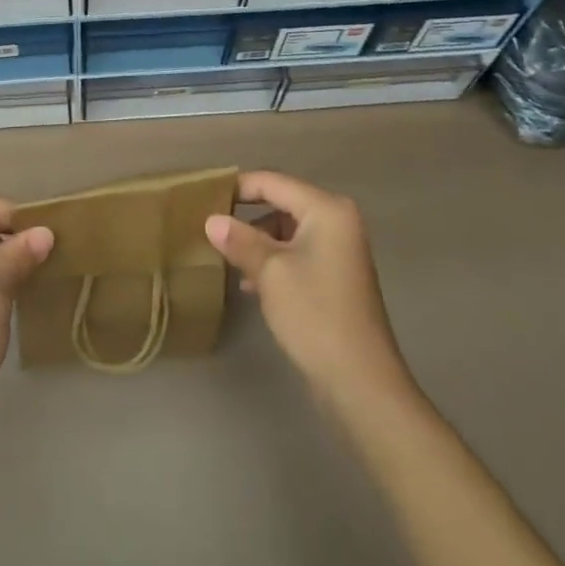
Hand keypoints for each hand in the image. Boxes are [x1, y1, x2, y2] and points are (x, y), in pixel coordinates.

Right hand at [205, 171, 411, 406]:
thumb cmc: (315, 315)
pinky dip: (273, 260)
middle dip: (246, 216)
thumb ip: (239, 240)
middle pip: (281, 202)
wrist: (361, 383)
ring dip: (257, 241)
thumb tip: (211, 220)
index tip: (204, 199)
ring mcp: (339, 249)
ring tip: (227, 258)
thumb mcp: (269, 272)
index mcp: (327, 209)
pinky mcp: (336, 275)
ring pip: (287, 229)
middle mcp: (338, 220)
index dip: (238, 187)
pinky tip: (250, 282)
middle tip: (211, 226)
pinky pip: (297, 252)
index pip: (273, 182)